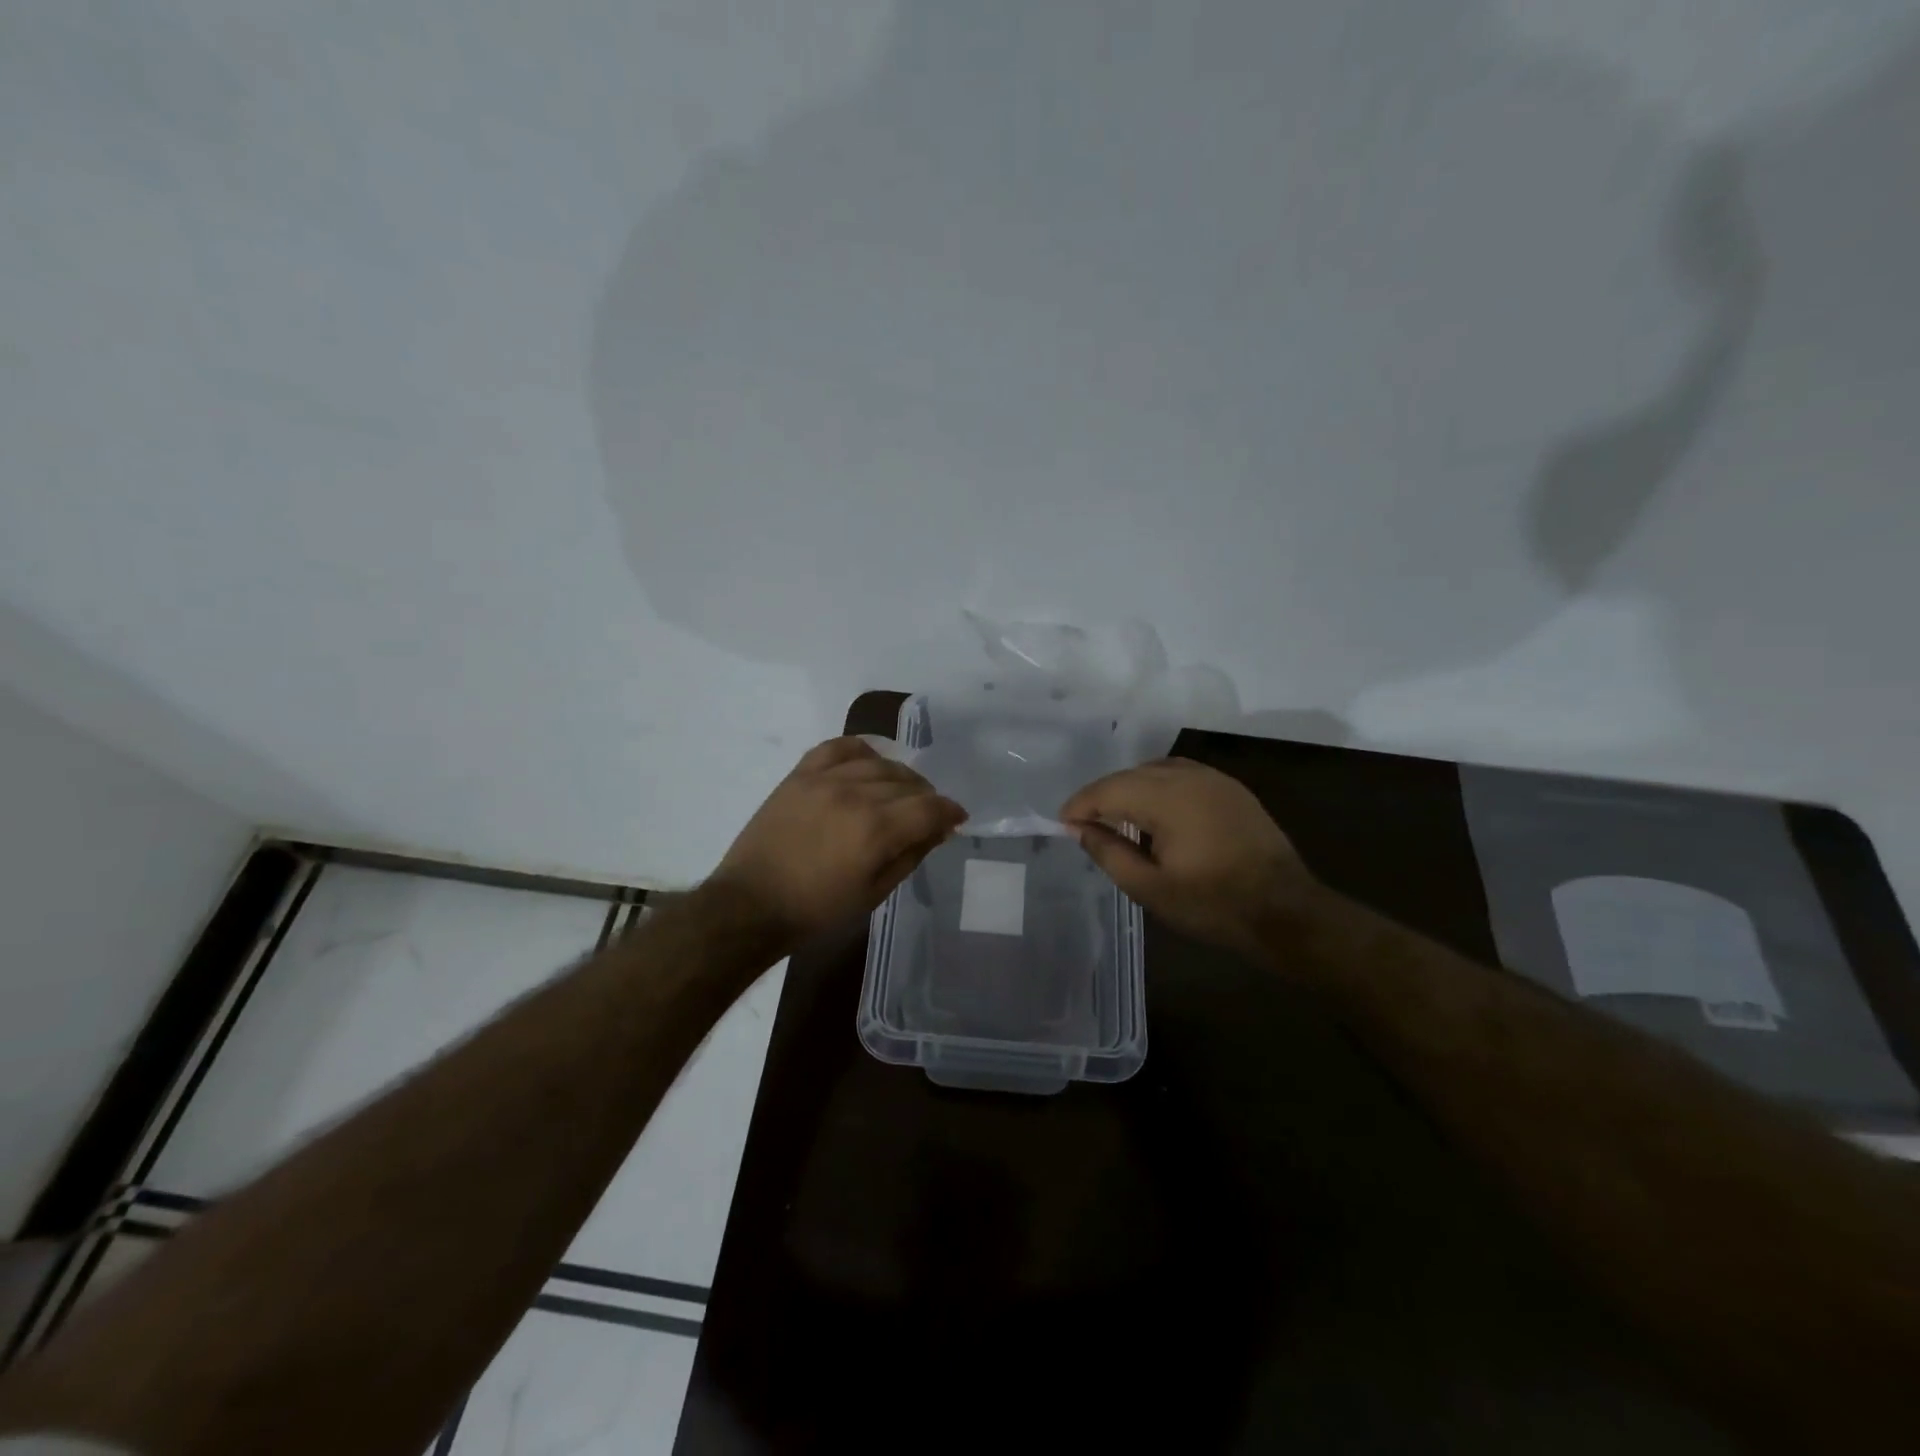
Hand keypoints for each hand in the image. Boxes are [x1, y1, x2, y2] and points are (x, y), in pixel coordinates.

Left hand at [711, 736, 966, 948]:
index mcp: (876, 830)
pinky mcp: (800, 775)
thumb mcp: (874, 893)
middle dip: (926, 797)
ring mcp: (825, 780)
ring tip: (900, 792)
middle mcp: (855, 795)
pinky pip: (838, 747)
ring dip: (899, 776)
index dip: (950, 811)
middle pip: (908, 783)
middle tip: (926, 813)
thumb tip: (939, 829)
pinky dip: (860, 751)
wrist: (751, 904)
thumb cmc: (817, 910)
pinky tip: (868, 763)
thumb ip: (910, 855)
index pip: (929, 807)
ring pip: (878, 763)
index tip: (956, 818)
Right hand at [1060, 757, 1315, 956]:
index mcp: (1168, 799)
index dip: (1081, 805)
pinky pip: (1181, 775)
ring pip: (1155, 770)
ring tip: (1115, 817)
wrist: (1287, 912)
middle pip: (1130, 775)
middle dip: (1102, 795)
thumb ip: (1109, 852)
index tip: (1062, 824)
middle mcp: (1189, 777)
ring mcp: (1214, 779)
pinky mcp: (1231, 789)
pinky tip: (1154, 813)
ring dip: (1130, 788)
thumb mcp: (1150, 888)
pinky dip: (1157, 787)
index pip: (1109, 789)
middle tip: (1084, 823)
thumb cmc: (1213, 905)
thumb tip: (1078, 829)